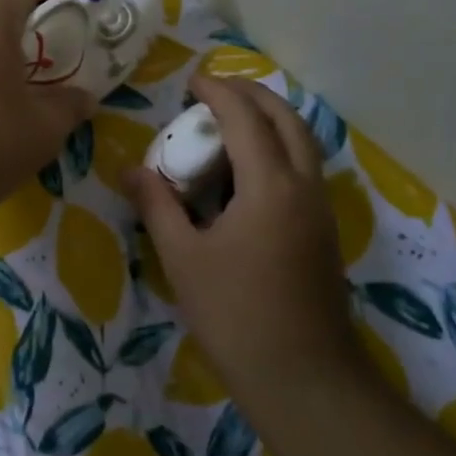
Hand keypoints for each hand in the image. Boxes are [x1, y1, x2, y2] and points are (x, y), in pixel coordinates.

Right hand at [123, 75, 353, 385]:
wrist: (301, 375)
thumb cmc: (234, 314)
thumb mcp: (183, 257)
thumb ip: (157, 206)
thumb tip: (131, 171)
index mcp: (270, 186)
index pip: (246, 119)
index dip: (218, 92)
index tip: (192, 80)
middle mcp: (304, 186)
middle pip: (288, 118)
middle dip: (253, 95)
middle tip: (215, 92)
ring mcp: (321, 209)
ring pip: (303, 143)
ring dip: (270, 120)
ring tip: (231, 124)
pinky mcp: (324, 231)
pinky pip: (304, 169)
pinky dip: (279, 149)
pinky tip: (247, 173)